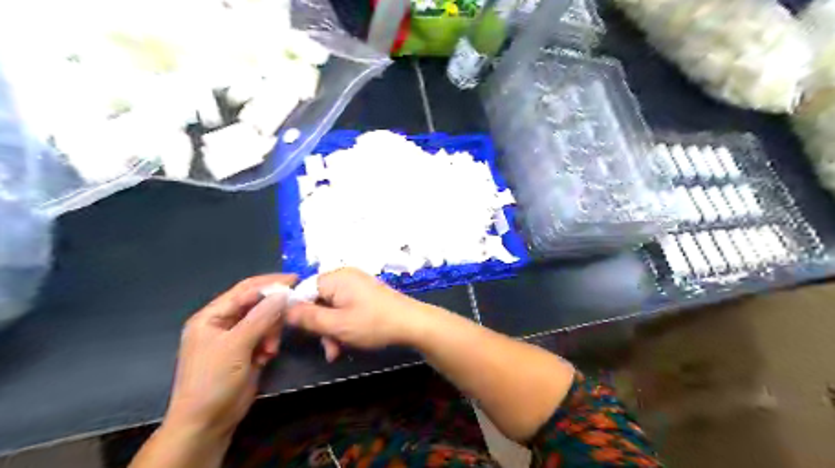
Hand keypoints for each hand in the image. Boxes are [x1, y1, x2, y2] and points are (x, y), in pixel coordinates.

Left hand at [163, 272, 296, 440]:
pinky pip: (265, 336)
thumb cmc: (213, 381)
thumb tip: (283, 294)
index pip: (244, 290)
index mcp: (212, 316)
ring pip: (264, 321)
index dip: (269, 283)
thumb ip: (260, 317)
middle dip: (272, 313)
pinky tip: (266, 357)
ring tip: (269, 349)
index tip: (295, 279)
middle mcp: (223, 323)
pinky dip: (269, 344)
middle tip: (287, 320)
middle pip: (256, 304)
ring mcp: (236, 338)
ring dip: (271, 332)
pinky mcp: (247, 351)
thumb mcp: (236, 345)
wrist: (207, 422)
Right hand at [286, 268, 433, 362]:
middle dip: (320, 327)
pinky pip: (345, 307)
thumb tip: (284, 309)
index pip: (304, 290)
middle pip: (319, 301)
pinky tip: (347, 342)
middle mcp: (346, 276)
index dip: (298, 312)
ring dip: (332, 330)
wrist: (413, 323)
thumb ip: (308, 318)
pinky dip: (343, 324)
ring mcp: (357, 285)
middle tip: (328, 349)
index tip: (301, 333)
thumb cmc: (374, 323)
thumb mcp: (337, 325)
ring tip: (337, 351)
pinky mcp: (366, 294)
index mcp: (337, 277)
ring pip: (332, 308)